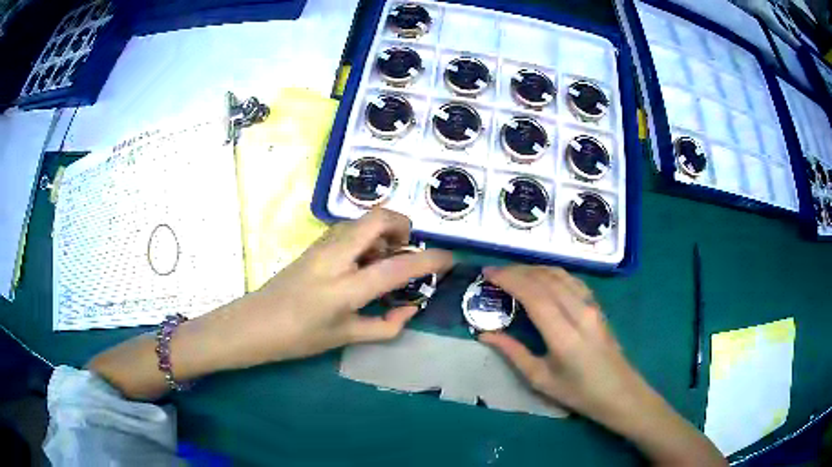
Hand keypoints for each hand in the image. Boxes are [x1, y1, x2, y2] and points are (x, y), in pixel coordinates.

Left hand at [201, 208, 453, 369]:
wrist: (255, 324)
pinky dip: (366, 237)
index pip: (398, 266)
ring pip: (362, 220)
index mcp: (345, 288)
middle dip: (403, 225)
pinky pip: (349, 229)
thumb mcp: (345, 337)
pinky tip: (361, 262)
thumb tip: (410, 308)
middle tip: (407, 248)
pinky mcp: (313, 244)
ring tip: (384, 260)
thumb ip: (385, 325)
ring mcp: (321, 246)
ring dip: (382, 232)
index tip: (450, 259)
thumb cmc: (298, 338)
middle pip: (378, 218)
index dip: (431, 260)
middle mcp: (335, 257)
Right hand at [478, 265, 642, 422]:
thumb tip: (485, 334)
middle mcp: (580, 312)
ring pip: (560, 275)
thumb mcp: (540, 379)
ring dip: (534, 269)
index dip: (509, 279)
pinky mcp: (597, 305)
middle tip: (494, 272)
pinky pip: (572, 280)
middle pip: (546, 279)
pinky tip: (540, 278)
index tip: (488, 274)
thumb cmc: (577, 392)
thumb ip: (513, 353)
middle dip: (517, 270)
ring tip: (512, 273)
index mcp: (564, 335)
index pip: (534, 295)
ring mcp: (592, 305)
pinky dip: (551, 273)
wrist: (618, 391)